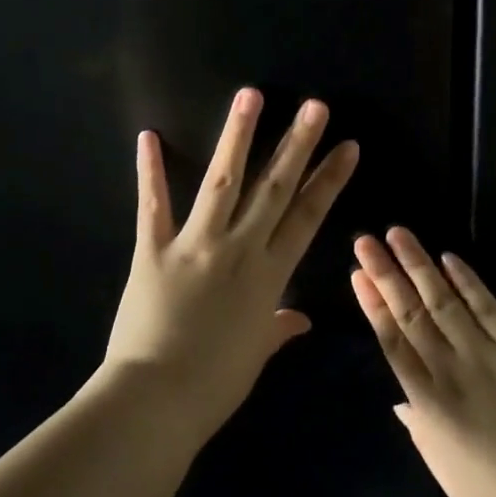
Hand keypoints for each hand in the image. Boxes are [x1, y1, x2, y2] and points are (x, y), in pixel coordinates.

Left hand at [100, 88, 358, 441]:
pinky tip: (148, 136)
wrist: (156, 401)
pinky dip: (149, 171)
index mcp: (269, 276)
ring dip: (237, 136)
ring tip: (250, 95)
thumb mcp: (254, 355)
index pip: (307, 217)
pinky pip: (153, 205)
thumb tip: (300, 321)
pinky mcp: (153, 250)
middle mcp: (239, 250)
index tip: (347, 147)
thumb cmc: (213, 386)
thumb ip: (276, 329)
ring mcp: (195, 245)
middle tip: (314, 106)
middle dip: (297, 144)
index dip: (329, 180)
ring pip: (222, 181)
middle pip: (274, 188)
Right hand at [351, 230, 495, 496]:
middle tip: (365, 241)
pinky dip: (469, 281)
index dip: (373, 306)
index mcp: (430, 405)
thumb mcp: (450, 476)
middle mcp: (453, 370)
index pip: (393, 343)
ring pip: (445, 301)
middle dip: (386, 274)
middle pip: (412, 313)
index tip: (358, 275)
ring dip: (420, 264)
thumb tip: (401, 404)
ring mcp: (489, 354)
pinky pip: (489, 307)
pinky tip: (450, 259)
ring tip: (398, 233)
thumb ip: (422, 434)